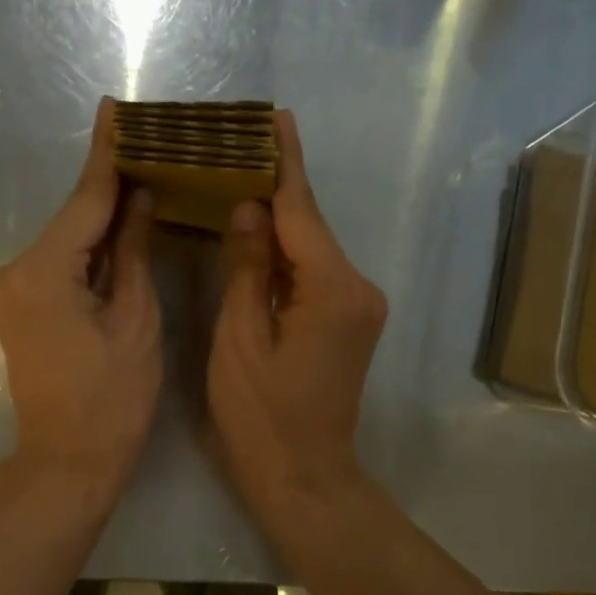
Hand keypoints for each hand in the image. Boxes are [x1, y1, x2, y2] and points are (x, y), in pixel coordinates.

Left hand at [0, 98, 161, 498]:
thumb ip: (131, 250)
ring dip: (101, 217)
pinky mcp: (18, 305)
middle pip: (73, 218)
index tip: (113, 109)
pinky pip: (59, 263)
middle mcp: (15, 271)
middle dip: (110, 185)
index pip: (84, 201)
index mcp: (43, 272)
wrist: (68, 460)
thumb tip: (139, 197)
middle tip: (147, 144)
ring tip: (142, 177)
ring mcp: (10, 289)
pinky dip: (88, 247)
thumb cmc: (113, 399)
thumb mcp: (135, 319)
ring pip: (66, 240)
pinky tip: (118, 225)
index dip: (107, 156)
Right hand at [208, 110, 386, 516]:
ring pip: (311, 251)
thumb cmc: (261, 416)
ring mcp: (358, 307)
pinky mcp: (349, 323)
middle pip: (309, 227)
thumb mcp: (240, 340)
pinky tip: (255, 239)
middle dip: (275, 189)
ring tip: (237, 182)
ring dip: (278, 223)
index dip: (284, 164)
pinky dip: (285, 256)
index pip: (301, 212)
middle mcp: (357, 288)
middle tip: (238, 148)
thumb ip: (245, 269)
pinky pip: (313, 275)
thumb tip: (248, 209)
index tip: (276, 118)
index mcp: (332, 289)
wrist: (304, 477)